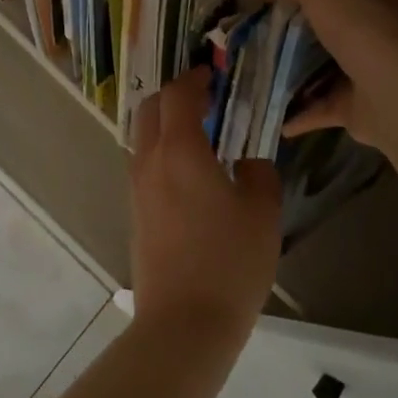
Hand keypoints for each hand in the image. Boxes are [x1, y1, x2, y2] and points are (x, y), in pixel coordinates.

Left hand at [129, 66, 281, 349]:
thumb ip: (259, 173)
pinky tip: (188, 171)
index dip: (196, 78)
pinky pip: (143, 164)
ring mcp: (136, 187)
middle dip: (174, 95)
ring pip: (142, 136)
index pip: (179, 95)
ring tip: (199, 134)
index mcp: (181, 151)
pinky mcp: (134, 212)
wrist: (183, 323)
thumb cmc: (230, 262)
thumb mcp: (262, 213)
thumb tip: (248, 160)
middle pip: (150, 108)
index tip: (213, 74)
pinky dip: (160, 150)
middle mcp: (150, 161)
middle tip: (206, 99)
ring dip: (164, 123)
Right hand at [264, 0, 397, 150]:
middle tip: (262, 34)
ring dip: (298, 74)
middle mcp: (385, 32)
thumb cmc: (364, 28)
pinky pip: (322, 108)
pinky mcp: (361, 109)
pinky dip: (299, 113)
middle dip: (304, 32)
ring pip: (329, 69)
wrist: (397, 94)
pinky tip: (271, 113)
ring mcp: (375, 73)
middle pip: (338, 27)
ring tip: (260, 72)